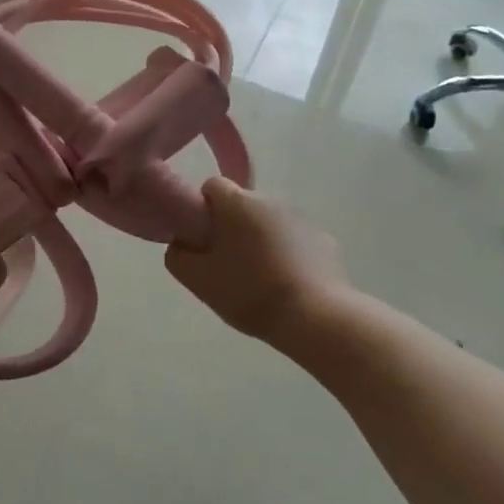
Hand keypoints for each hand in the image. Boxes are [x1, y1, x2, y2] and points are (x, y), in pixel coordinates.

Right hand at [164, 179, 344, 342]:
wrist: (315, 318)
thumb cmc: (250, 293)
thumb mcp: (198, 280)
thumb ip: (178, 255)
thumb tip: (181, 242)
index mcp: (238, 203)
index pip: (212, 185)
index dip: (203, 209)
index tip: (203, 238)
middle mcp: (271, 200)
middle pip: (242, 205)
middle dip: (233, 228)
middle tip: (227, 265)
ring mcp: (302, 219)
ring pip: (269, 223)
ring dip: (261, 241)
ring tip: (260, 281)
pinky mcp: (325, 241)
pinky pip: (295, 241)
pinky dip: (288, 255)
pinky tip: (287, 286)